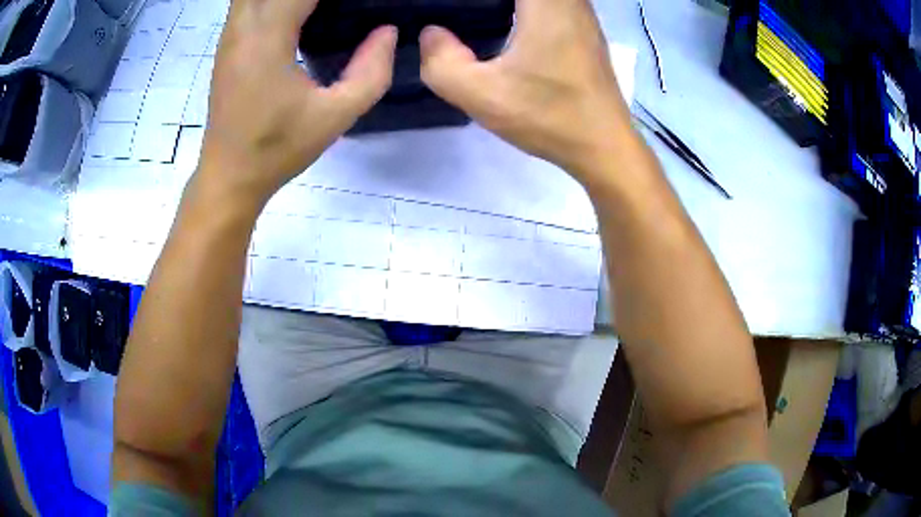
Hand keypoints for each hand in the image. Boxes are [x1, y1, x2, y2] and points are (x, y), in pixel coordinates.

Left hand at [197, 0, 397, 207]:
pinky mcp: (228, 43)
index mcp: (268, 37)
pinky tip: (300, 12)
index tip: (359, 2)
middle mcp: (243, 26)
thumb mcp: (335, 116)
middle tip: (341, 6)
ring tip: (322, 9)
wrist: (229, 175)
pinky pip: (249, 1)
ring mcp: (231, 34)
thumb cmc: (278, 148)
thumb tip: (387, 31)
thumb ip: (371, 72)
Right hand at [419, 0, 629, 182]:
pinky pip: (551, 3)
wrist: (604, 147)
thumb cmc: (549, 117)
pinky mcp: (586, 29)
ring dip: (504, 3)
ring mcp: (582, 13)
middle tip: (462, 13)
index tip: (452, 10)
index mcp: (546, 3)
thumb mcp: (483, 95)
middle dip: (486, 1)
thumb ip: (441, 63)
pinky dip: (525, 8)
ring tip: (477, 15)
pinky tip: (507, 23)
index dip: (474, 2)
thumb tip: (432, 33)